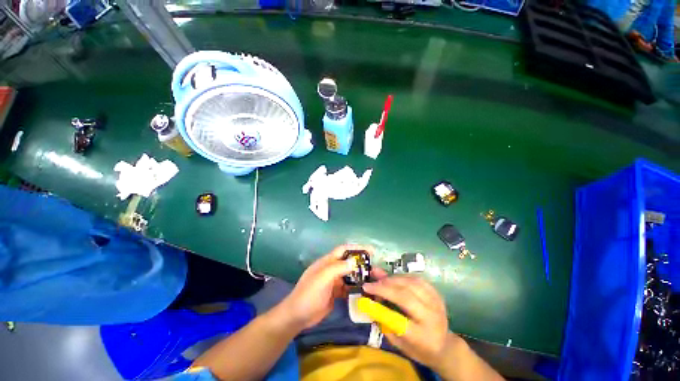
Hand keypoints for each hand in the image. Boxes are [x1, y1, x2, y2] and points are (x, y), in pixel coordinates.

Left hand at [281, 244, 374, 328]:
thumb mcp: (323, 278)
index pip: (343, 250)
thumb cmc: (309, 294)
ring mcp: (333, 282)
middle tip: (375, 267)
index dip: (356, 248)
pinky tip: (364, 291)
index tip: (371, 250)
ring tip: (373, 279)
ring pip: (349, 275)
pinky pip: (348, 287)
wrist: (298, 316)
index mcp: (327, 262)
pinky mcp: (335, 293)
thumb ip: (338, 268)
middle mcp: (331, 269)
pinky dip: (355, 288)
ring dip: (359, 276)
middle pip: (348, 262)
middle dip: (360, 263)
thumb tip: (354, 261)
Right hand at [362, 274, 452, 368]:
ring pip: (412, 284)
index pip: (398, 318)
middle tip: (370, 284)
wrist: (444, 345)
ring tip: (380, 279)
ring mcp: (436, 303)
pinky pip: (418, 280)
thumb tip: (369, 301)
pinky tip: (394, 278)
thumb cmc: (418, 348)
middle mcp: (431, 317)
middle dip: (385, 287)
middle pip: (406, 296)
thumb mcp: (398, 343)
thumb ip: (384, 322)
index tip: (366, 291)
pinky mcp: (437, 294)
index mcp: (422, 336)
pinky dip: (403, 277)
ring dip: (393, 279)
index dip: (380, 304)